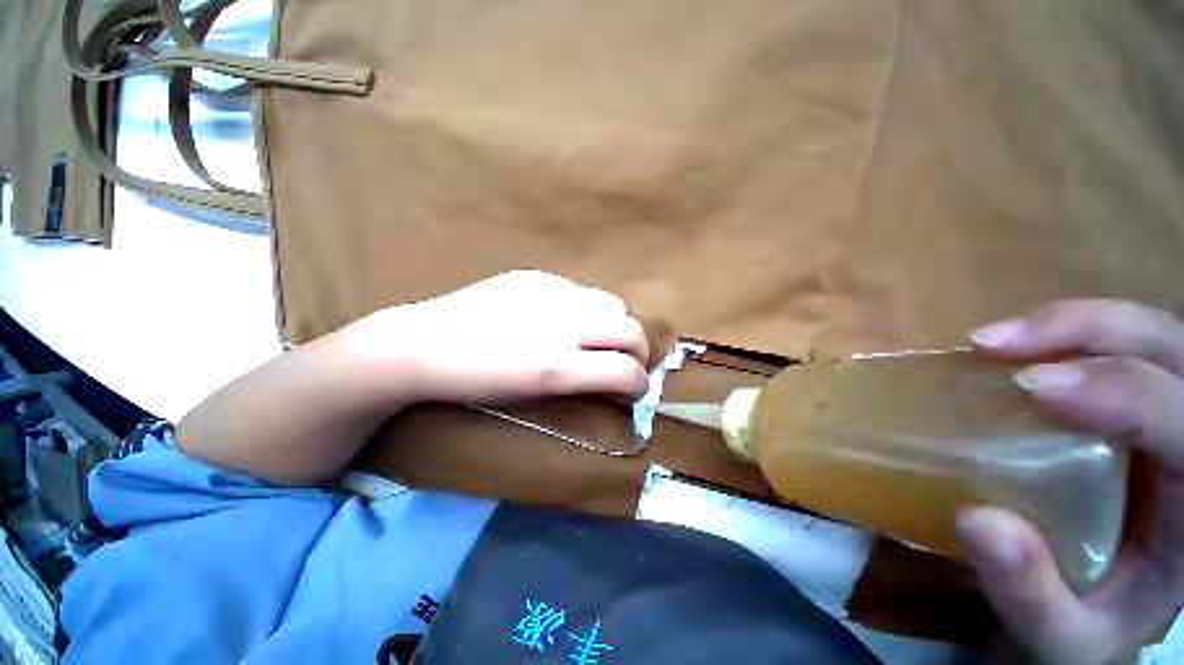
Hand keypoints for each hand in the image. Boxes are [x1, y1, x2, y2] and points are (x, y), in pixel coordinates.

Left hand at [339, 271, 649, 402]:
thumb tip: (613, 382)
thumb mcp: (535, 395)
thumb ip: (582, 384)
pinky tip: (561, 318)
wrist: (424, 344)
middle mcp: (564, 324)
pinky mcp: (537, 276)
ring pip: (613, 304)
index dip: (638, 386)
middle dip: (637, 352)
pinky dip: (585, 309)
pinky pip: (581, 291)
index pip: (626, 371)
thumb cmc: (478, 384)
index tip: (631, 392)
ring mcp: (552, 292)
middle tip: (621, 364)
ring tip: (595, 338)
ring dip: (615, 327)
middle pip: (632, 330)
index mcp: (558, 366)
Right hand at [960, 299, 1183, 663]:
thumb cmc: (1099, 628)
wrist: (1114, 610)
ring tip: (991, 341)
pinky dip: (1065, 337)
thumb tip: (975, 519)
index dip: (1119, 392)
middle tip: (993, 344)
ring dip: (1070, 326)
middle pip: (1171, 348)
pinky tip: (1016, 351)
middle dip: (1087, 332)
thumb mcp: (1067, 640)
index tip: (1028, 386)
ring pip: (1147, 333)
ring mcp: (1172, 415)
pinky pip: (1115, 349)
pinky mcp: (1138, 407)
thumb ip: (1034, 597)